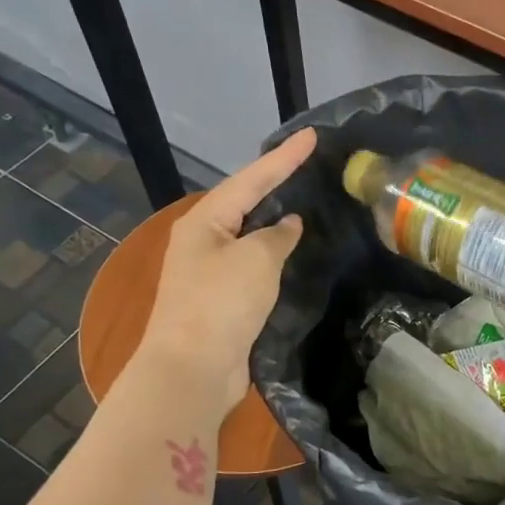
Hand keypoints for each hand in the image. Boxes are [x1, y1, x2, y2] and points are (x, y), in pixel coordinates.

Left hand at [132, 128, 315, 418]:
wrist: (193, 369)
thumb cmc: (221, 304)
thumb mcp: (256, 260)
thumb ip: (277, 236)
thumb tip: (289, 225)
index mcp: (205, 221)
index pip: (252, 179)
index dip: (284, 157)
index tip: (312, 135)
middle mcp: (203, 240)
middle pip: (245, 202)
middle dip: (276, 182)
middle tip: (310, 165)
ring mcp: (211, 271)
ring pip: (251, 234)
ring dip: (277, 220)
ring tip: (308, 201)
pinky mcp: (223, 299)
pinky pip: (254, 264)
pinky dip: (276, 254)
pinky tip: (296, 252)